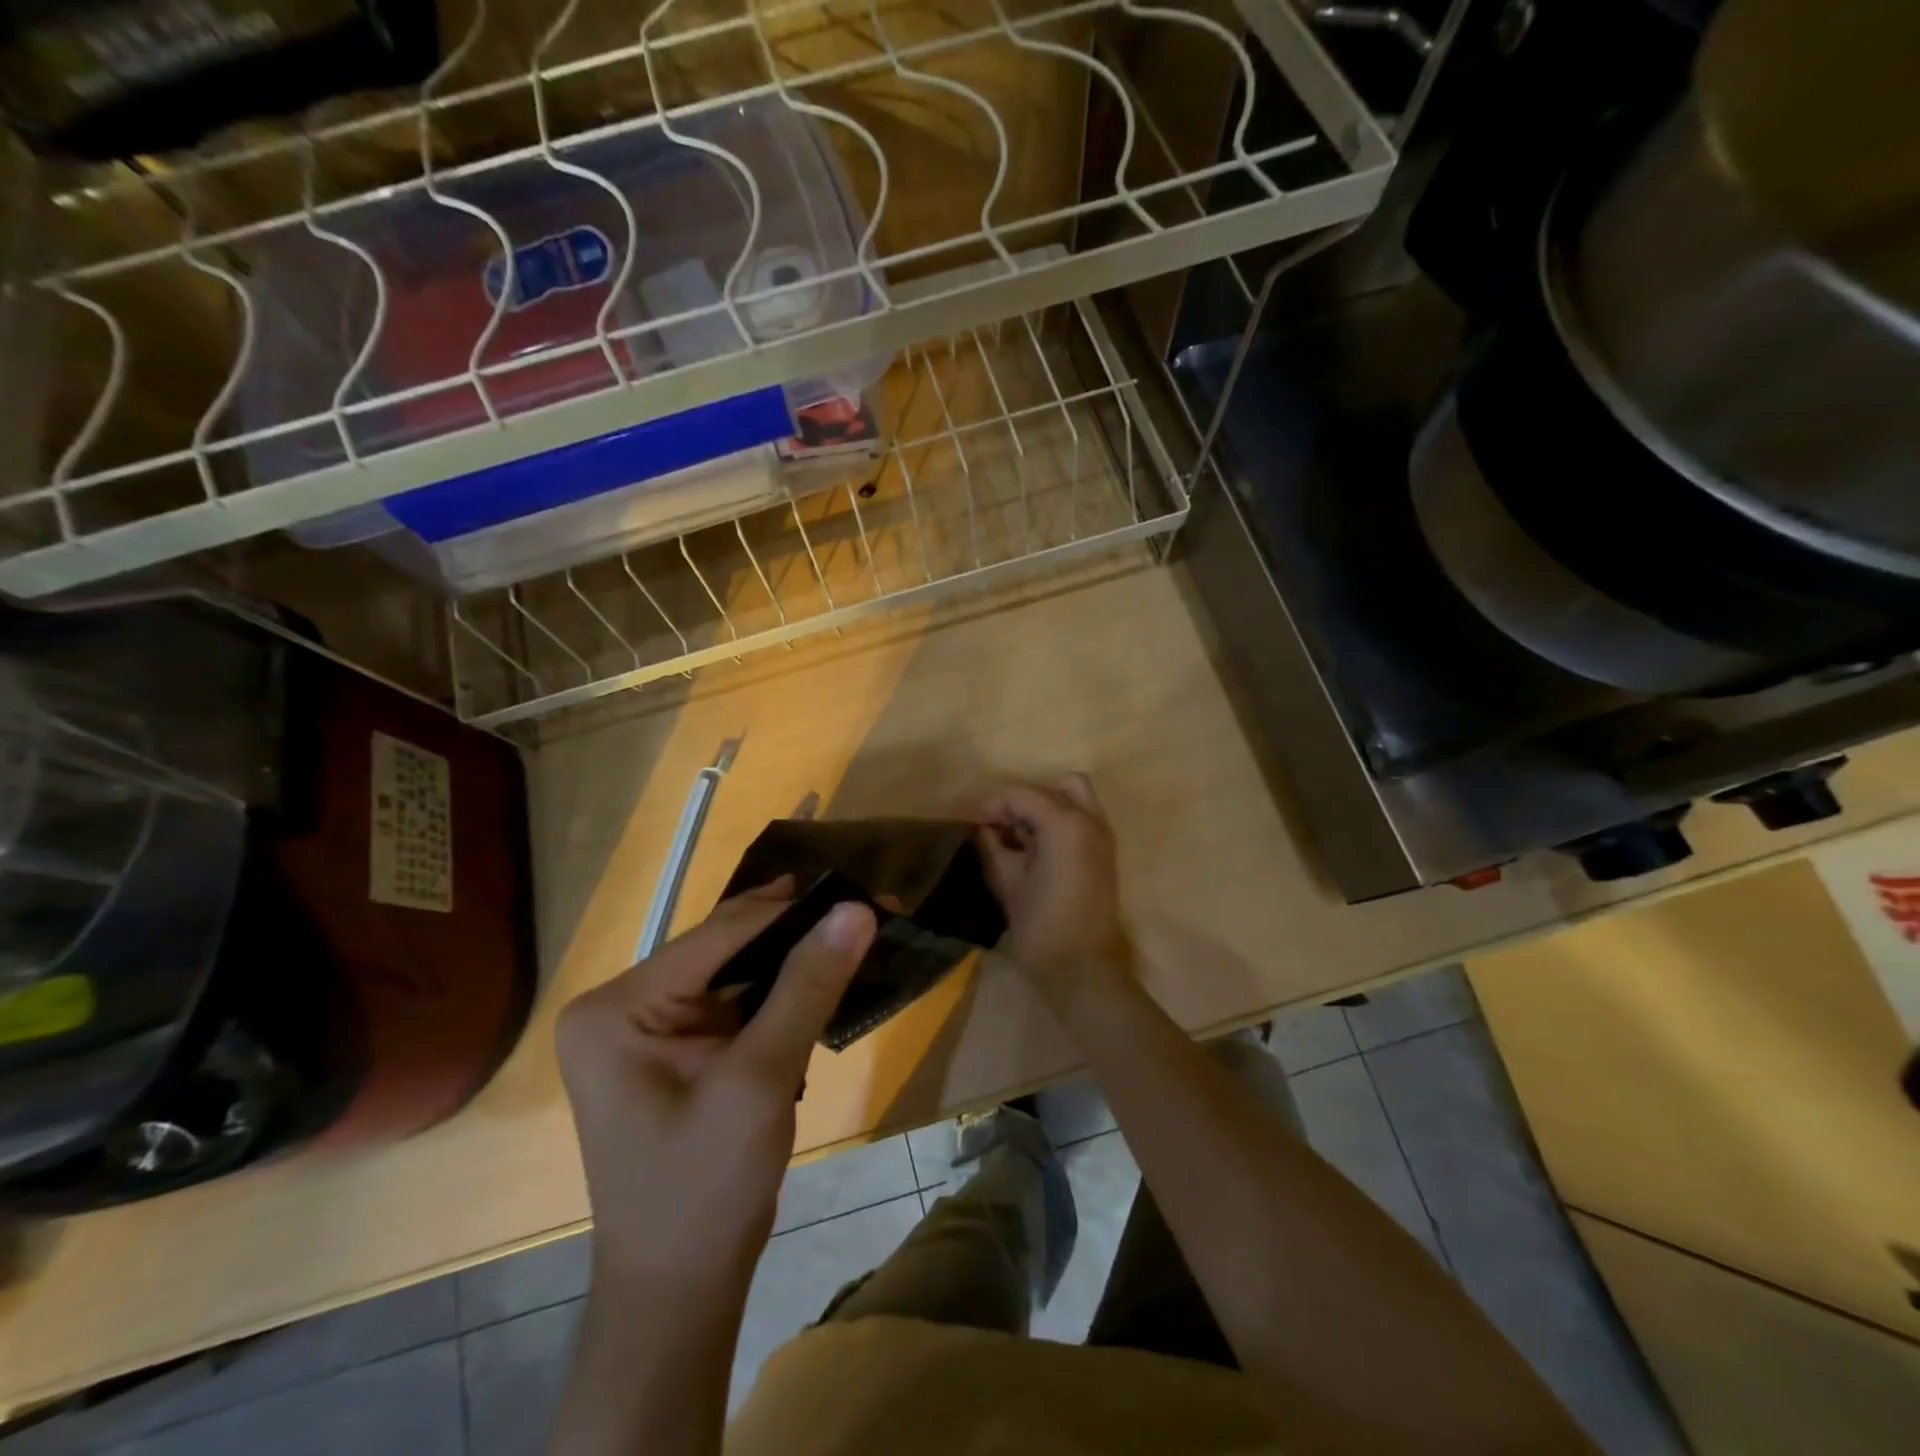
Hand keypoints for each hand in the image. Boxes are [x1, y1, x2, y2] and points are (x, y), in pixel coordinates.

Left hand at [555, 879, 876, 1292]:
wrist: (680, 1291)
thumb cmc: (706, 1189)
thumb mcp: (761, 1079)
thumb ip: (808, 986)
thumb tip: (857, 909)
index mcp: (616, 1007)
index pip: (718, 935)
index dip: (793, 911)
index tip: (861, 891)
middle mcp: (620, 1006)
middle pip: (724, 950)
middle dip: (796, 935)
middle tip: (866, 912)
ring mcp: (644, 1029)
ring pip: (733, 974)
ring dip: (792, 963)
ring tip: (855, 936)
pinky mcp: (673, 1051)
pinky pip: (733, 1004)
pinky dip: (778, 996)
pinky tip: (822, 981)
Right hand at [974, 775, 1131, 1002]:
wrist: (1083, 970)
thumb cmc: (1041, 927)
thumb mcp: (1008, 882)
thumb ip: (992, 846)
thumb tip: (982, 829)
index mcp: (1065, 823)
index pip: (1021, 795)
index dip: (991, 805)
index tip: (968, 822)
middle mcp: (1090, 820)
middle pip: (1052, 788)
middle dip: (1021, 801)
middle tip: (997, 825)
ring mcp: (1103, 837)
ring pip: (1073, 798)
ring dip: (1043, 808)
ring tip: (1015, 835)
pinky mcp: (1105, 855)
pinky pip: (1081, 820)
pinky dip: (1057, 822)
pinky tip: (1033, 847)